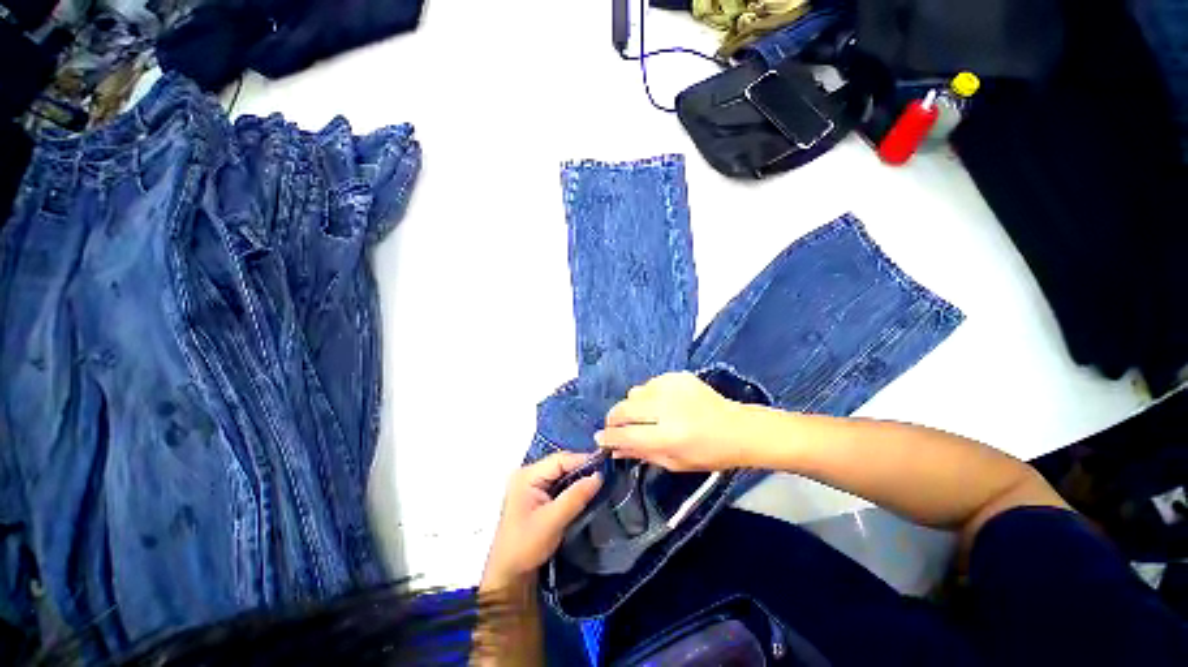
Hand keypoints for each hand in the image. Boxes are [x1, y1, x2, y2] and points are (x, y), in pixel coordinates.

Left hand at [481, 453, 601, 589]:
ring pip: (561, 474)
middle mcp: (528, 474)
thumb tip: (599, 475)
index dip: (582, 460)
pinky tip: (585, 491)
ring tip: (598, 481)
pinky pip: (558, 484)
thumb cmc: (526, 546)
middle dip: (581, 468)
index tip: (604, 465)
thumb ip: (576, 496)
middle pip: (560, 464)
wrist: (509, 576)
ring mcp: (532, 485)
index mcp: (527, 475)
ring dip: (578, 478)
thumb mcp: (553, 520)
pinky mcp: (536, 496)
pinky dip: (572, 487)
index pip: (559, 460)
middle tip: (604, 473)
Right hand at [597, 372, 749, 471]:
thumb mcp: (675, 462)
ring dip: (632, 406)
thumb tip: (613, 449)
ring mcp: (672, 388)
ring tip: (643, 415)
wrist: (738, 428)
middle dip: (613, 418)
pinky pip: (650, 383)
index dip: (609, 437)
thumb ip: (641, 454)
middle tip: (615, 426)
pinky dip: (648, 395)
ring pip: (634, 392)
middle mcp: (667, 408)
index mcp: (669, 436)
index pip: (627, 434)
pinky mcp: (678, 376)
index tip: (599, 439)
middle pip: (624, 408)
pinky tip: (661, 403)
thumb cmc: (708, 453)